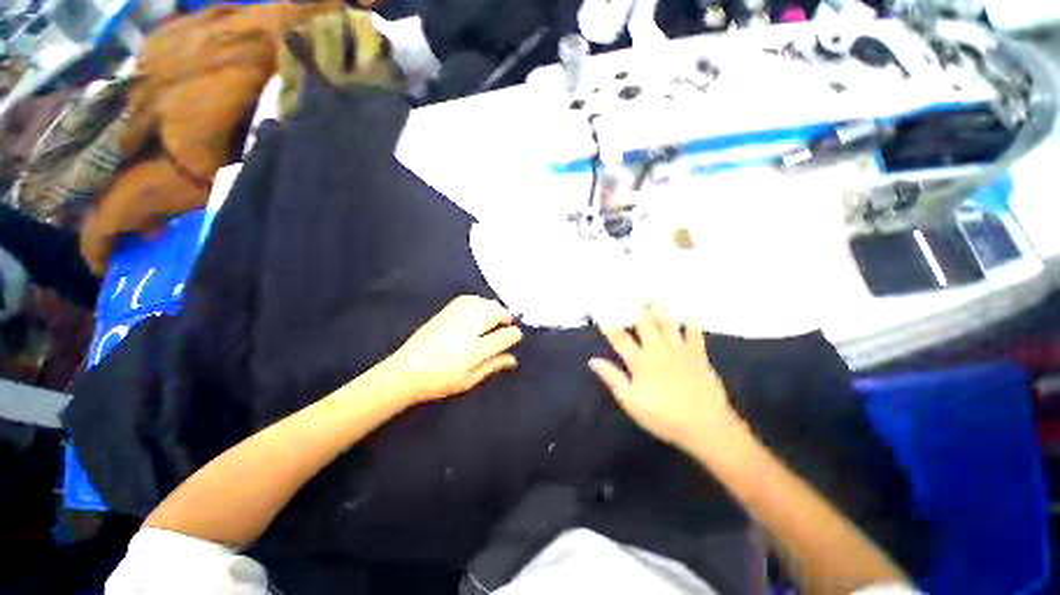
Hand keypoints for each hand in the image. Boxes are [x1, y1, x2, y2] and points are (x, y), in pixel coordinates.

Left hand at [385, 295, 521, 404]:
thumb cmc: (439, 382)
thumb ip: (493, 366)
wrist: (405, 372)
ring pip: (483, 303)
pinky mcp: (445, 312)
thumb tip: (513, 359)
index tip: (515, 337)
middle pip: (496, 313)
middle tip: (508, 324)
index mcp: (476, 349)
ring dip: (494, 307)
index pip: (505, 336)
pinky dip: (479, 301)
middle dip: (506, 316)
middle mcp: (468, 329)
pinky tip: (479, 308)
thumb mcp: (469, 380)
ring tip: (496, 316)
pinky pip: (469, 299)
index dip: (514, 335)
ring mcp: (456, 317)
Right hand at [589, 306, 738, 452]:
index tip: (602, 315)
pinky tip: (693, 312)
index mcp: (640, 361)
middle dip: (637, 308)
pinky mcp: (697, 354)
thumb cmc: (663, 416)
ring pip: (668, 323)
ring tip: (657, 295)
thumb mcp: (631, 401)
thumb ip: (612, 378)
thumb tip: (593, 361)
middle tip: (632, 294)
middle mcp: (657, 349)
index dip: (609, 326)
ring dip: (661, 308)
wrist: (705, 425)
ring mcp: (679, 350)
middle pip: (645, 324)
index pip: (620, 339)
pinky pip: (695, 333)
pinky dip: (693, 322)